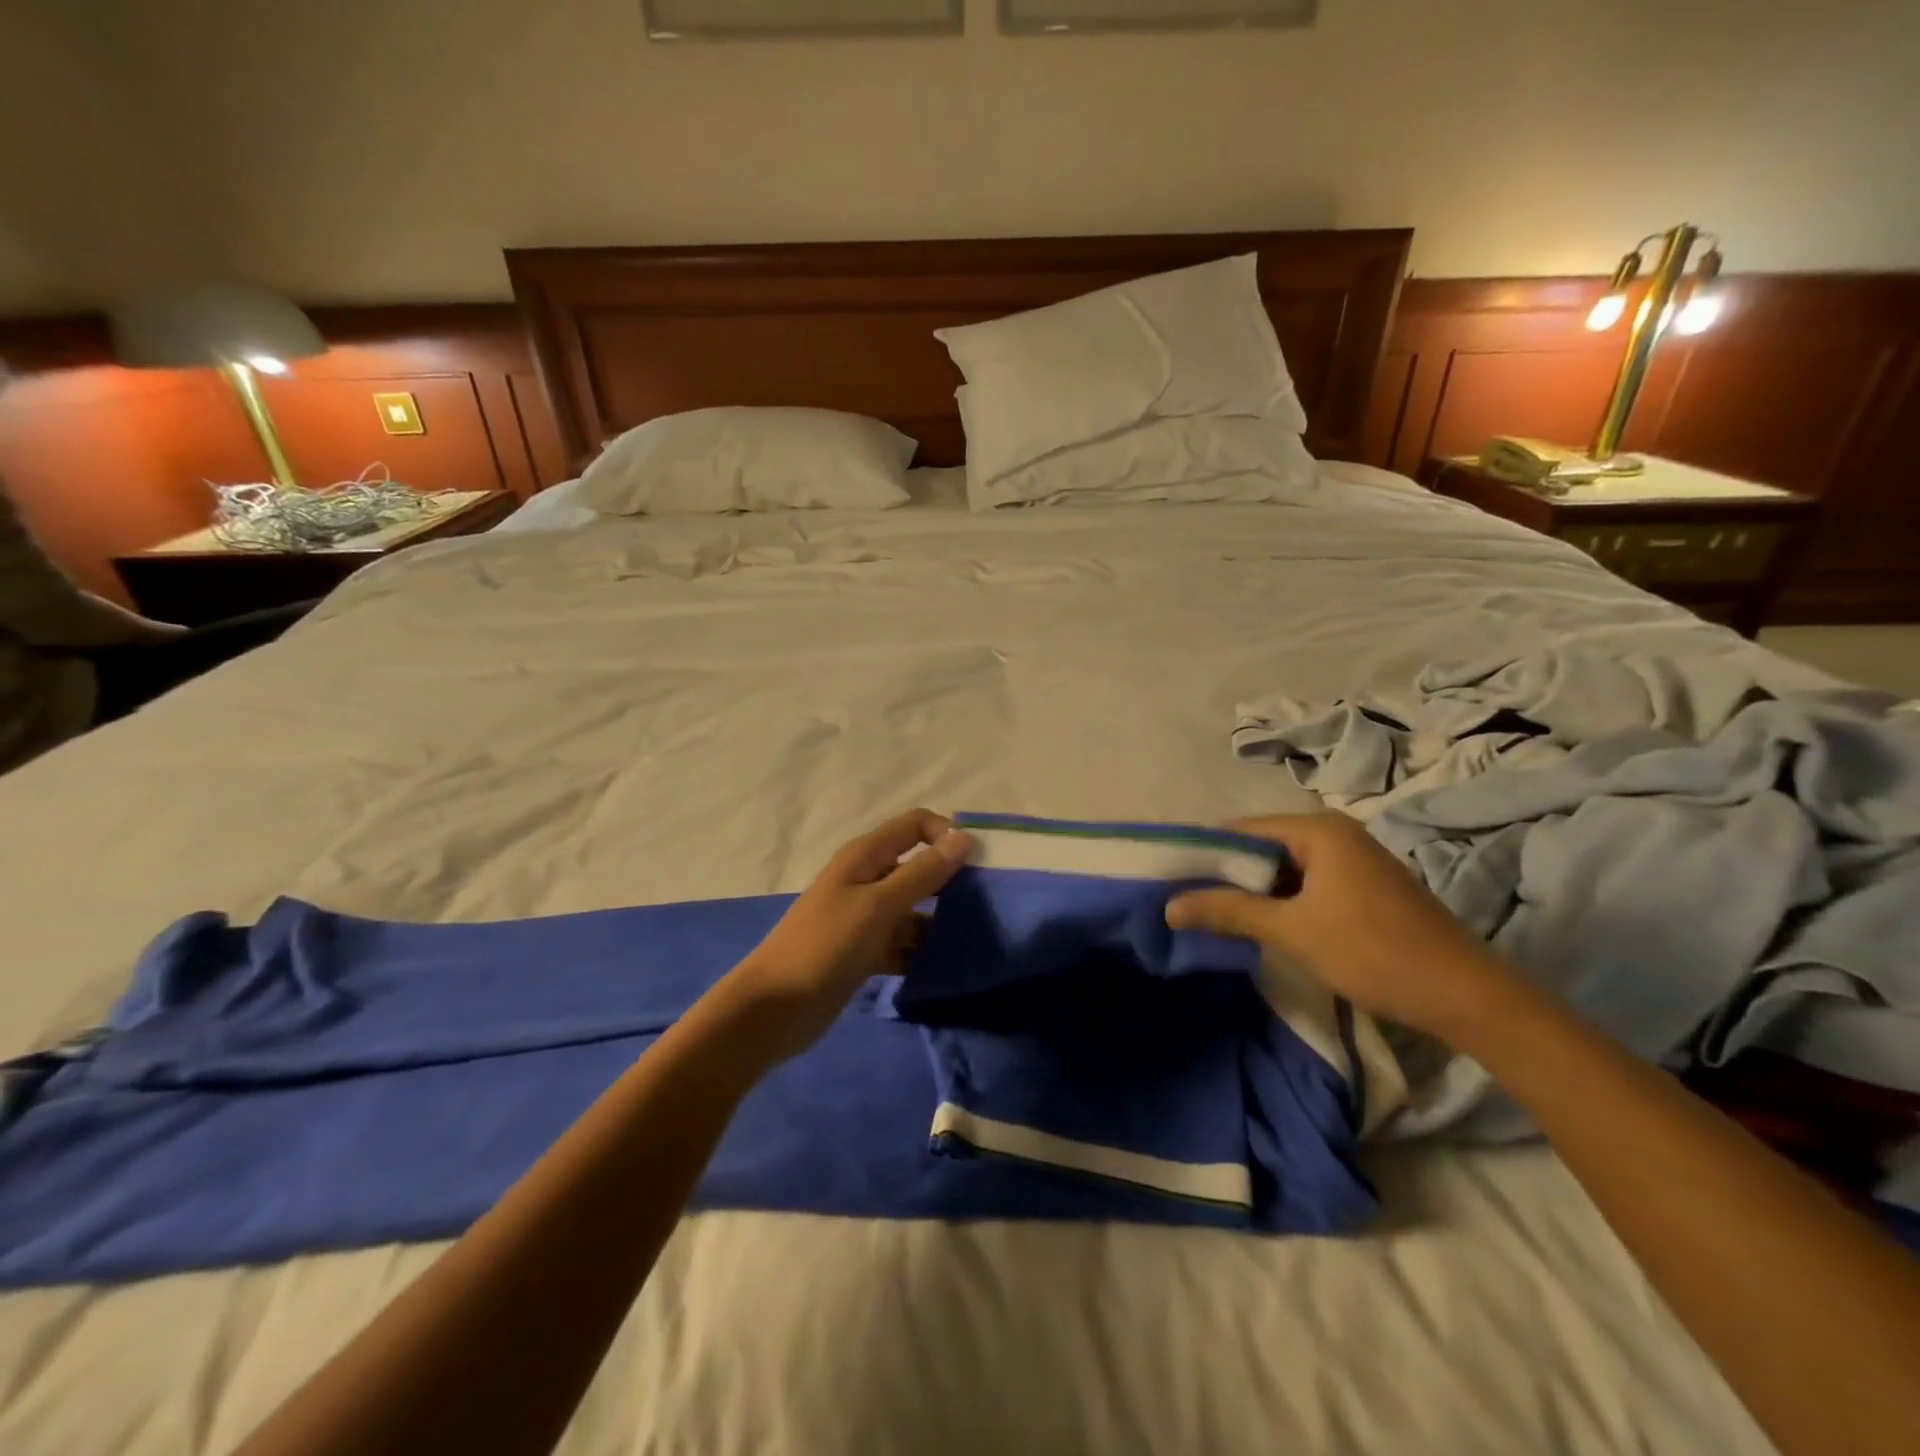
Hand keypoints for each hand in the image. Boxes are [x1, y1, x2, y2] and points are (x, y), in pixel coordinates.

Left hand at [719, 809, 971, 1061]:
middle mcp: (867, 879)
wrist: (775, 1009)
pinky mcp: (865, 951)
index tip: (978, 865)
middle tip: (984, 905)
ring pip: (914, 908)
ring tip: (970, 940)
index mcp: (866, 856)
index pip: (915, 825)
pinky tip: (943, 966)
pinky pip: (903, 942)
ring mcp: (865, 917)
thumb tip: (963, 838)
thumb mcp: (879, 906)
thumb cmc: (827, 946)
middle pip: (917, 866)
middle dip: (949, 881)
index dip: (946, 836)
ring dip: (938, 921)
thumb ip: (922, 873)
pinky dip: (920, 951)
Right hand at [1166, 812, 1509, 1042]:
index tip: (1171, 880)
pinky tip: (1262, 926)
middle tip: (1188, 903)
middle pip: (1262, 847)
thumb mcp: (1292, 931)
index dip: (1204, 854)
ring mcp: (1353, 861)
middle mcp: (1335, 833)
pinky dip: (1282, 901)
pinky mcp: (1364, 888)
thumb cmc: (1373, 952)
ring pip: (1285, 868)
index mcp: (1318, 829)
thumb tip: (1168, 906)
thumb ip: (1228, 911)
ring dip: (1254, 892)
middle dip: (1227, 875)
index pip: (1241, 830)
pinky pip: (1307, 884)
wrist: (1468, 997)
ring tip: (1214, 916)